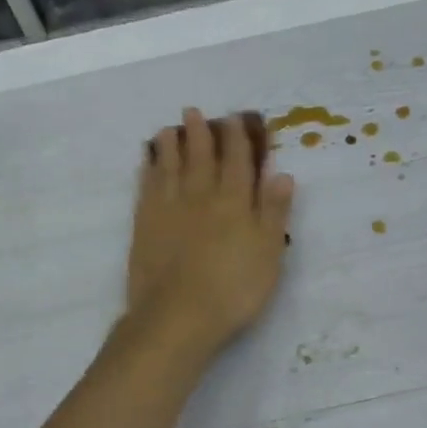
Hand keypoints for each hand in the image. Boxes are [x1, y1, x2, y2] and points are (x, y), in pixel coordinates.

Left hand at [127, 108, 294, 358]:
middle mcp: (200, 196)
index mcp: (234, 202)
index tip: (234, 119)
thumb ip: (274, 211)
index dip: (237, 138)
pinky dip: (148, 171)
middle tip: (193, 112)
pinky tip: (147, 164)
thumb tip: (281, 174)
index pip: (237, 161)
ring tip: (169, 129)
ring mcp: (168, 209)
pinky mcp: (144, 225)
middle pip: (200, 157)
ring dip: (170, 146)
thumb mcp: (269, 253)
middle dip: (200, 133)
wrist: (177, 315)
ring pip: (169, 167)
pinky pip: (146, 188)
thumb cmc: (233, 288)